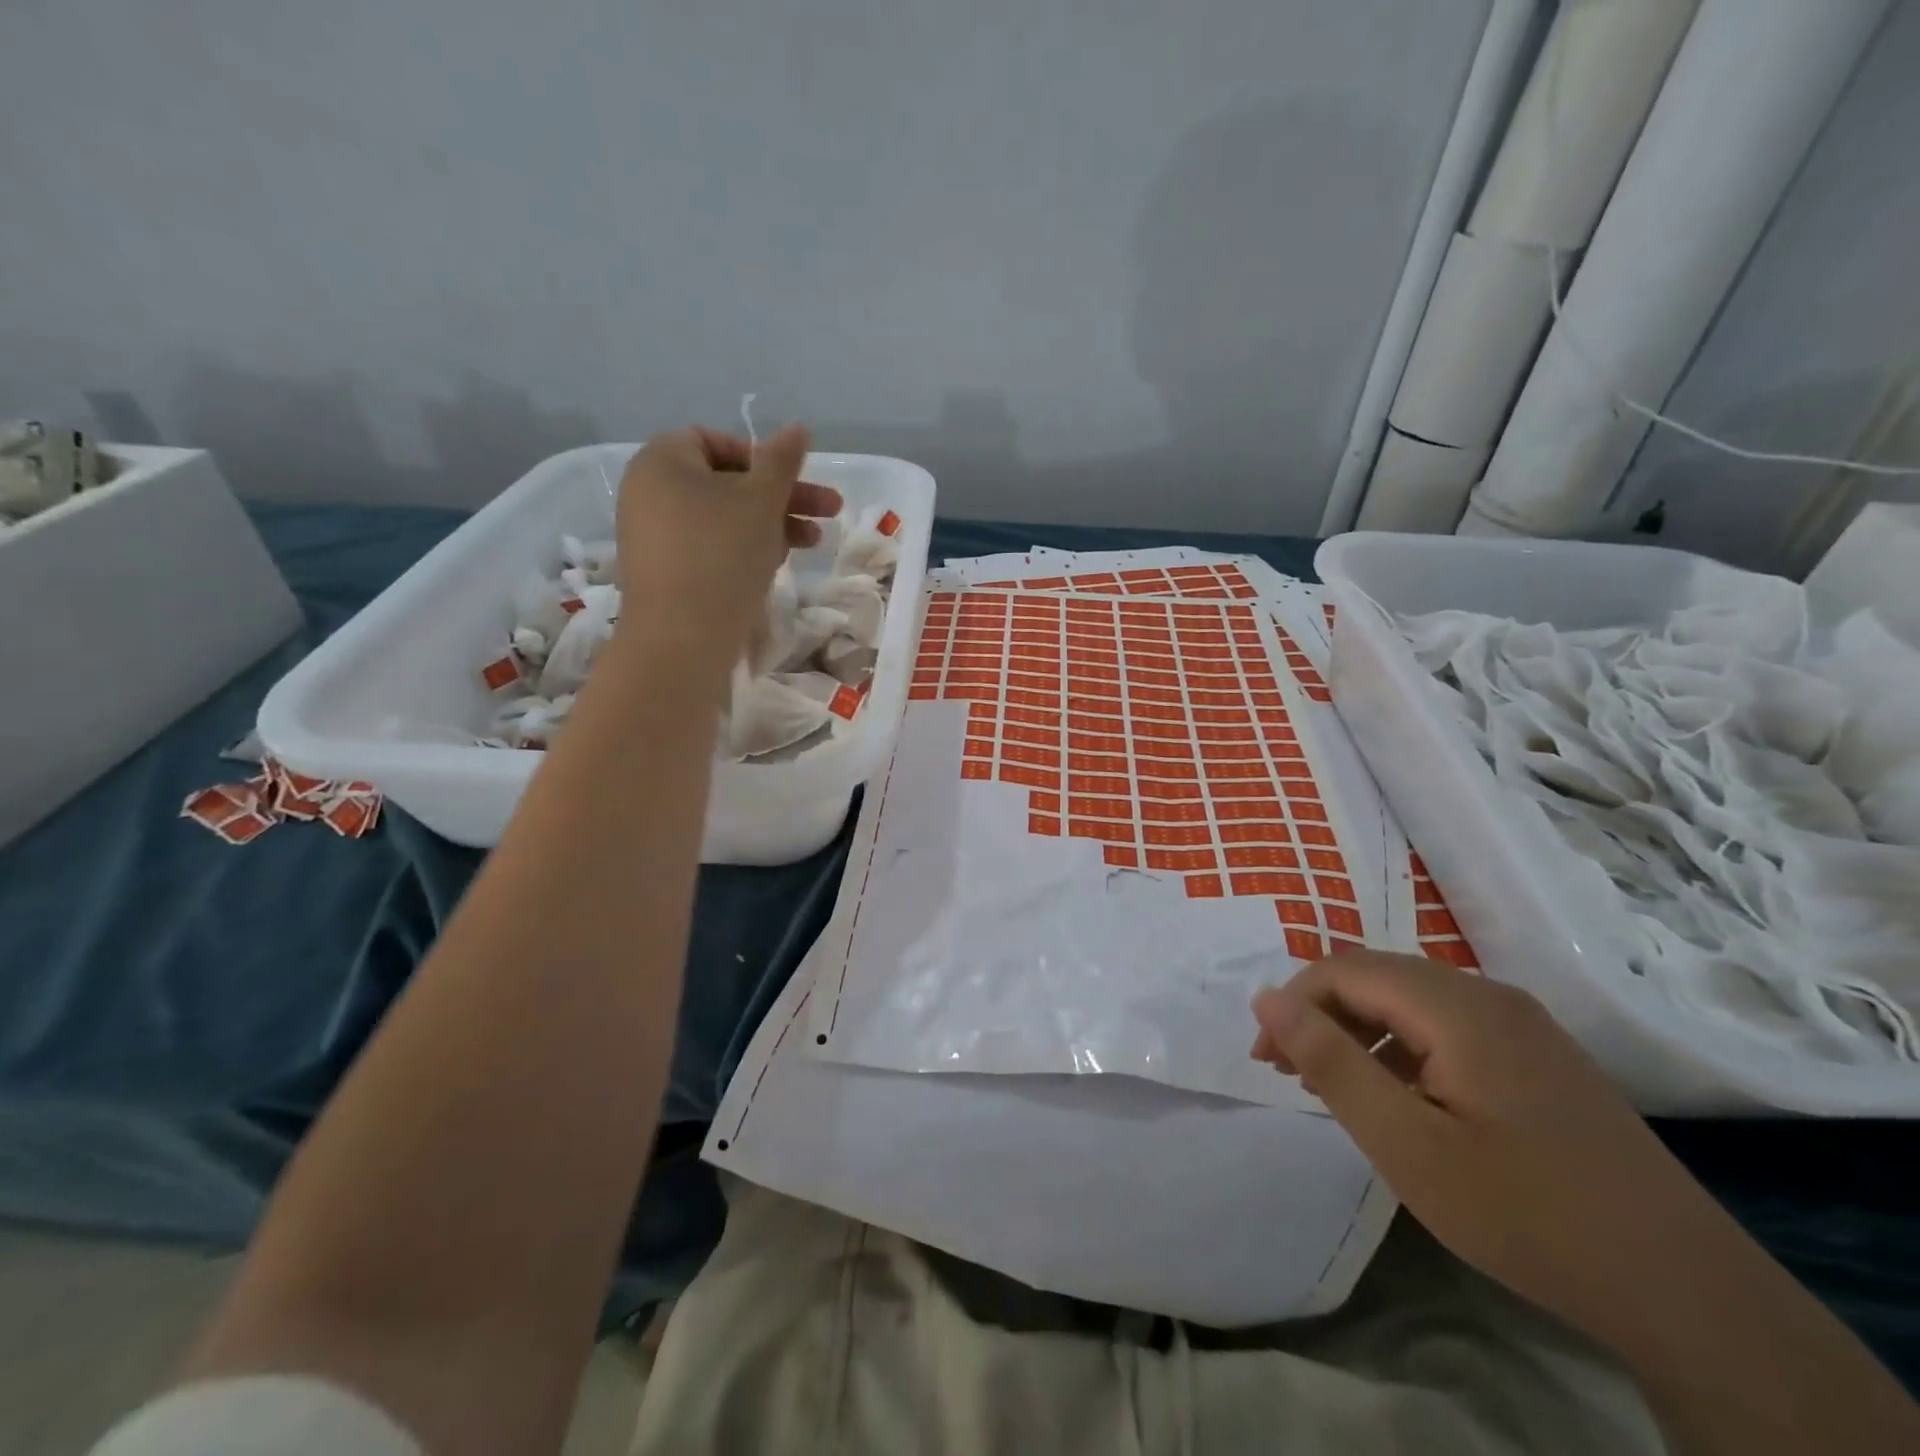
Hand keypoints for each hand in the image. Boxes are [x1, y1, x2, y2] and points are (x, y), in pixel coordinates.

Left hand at [613, 424, 840, 666]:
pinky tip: (774, 567)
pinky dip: (742, 550)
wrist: (683, 638)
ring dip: (770, 526)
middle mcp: (648, 493)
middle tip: (828, 513)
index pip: (715, 441)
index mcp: (661, 461)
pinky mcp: (664, 574)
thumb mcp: (761, 500)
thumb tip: (797, 428)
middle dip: (781, 497)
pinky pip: (708, 548)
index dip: (761, 457)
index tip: (794, 480)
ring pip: (722, 519)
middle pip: (726, 483)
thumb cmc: (723, 554)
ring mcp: (653, 537)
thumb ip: (782, 461)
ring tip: (811, 546)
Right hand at [1250, 952, 1724, 1347]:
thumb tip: (1266, 999)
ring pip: (1412, 1000)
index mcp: (1458, 1006)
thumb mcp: (1406, 1145)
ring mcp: (1523, 1025)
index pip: (1345, 970)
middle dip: (1322, 1014)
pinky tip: (1402, 1097)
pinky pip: (1448, 1026)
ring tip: (1335, 1085)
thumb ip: (1330, 1063)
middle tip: (1290, 1072)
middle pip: (1378, 976)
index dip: (1294, 1003)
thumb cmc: (1527, 1214)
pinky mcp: (1540, 1057)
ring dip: (1360, 1030)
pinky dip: (1403, 1047)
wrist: (1687, 1293)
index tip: (1266, 1061)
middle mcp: (1490, 996)